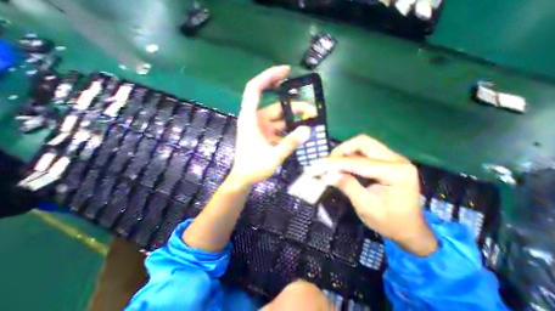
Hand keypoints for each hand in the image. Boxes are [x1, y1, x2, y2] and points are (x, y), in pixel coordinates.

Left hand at [231, 65, 313, 186]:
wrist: (244, 179)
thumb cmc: (253, 168)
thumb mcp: (273, 157)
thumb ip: (290, 143)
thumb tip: (307, 129)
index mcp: (250, 119)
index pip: (255, 89)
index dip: (269, 76)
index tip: (286, 71)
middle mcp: (255, 119)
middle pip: (276, 106)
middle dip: (295, 107)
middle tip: (312, 111)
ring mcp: (261, 127)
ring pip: (280, 117)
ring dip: (295, 119)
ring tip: (311, 122)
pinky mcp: (265, 134)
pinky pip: (280, 127)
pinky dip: (290, 128)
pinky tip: (301, 132)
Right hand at [312, 135, 437, 256]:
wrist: (409, 229)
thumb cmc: (389, 222)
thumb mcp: (365, 206)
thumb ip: (347, 185)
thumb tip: (327, 174)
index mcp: (396, 172)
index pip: (359, 162)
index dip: (335, 162)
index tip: (317, 164)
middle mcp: (397, 159)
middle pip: (363, 142)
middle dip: (342, 150)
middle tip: (328, 162)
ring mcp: (393, 158)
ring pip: (363, 144)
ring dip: (346, 152)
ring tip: (334, 164)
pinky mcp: (387, 161)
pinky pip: (365, 151)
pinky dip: (351, 156)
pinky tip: (344, 165)